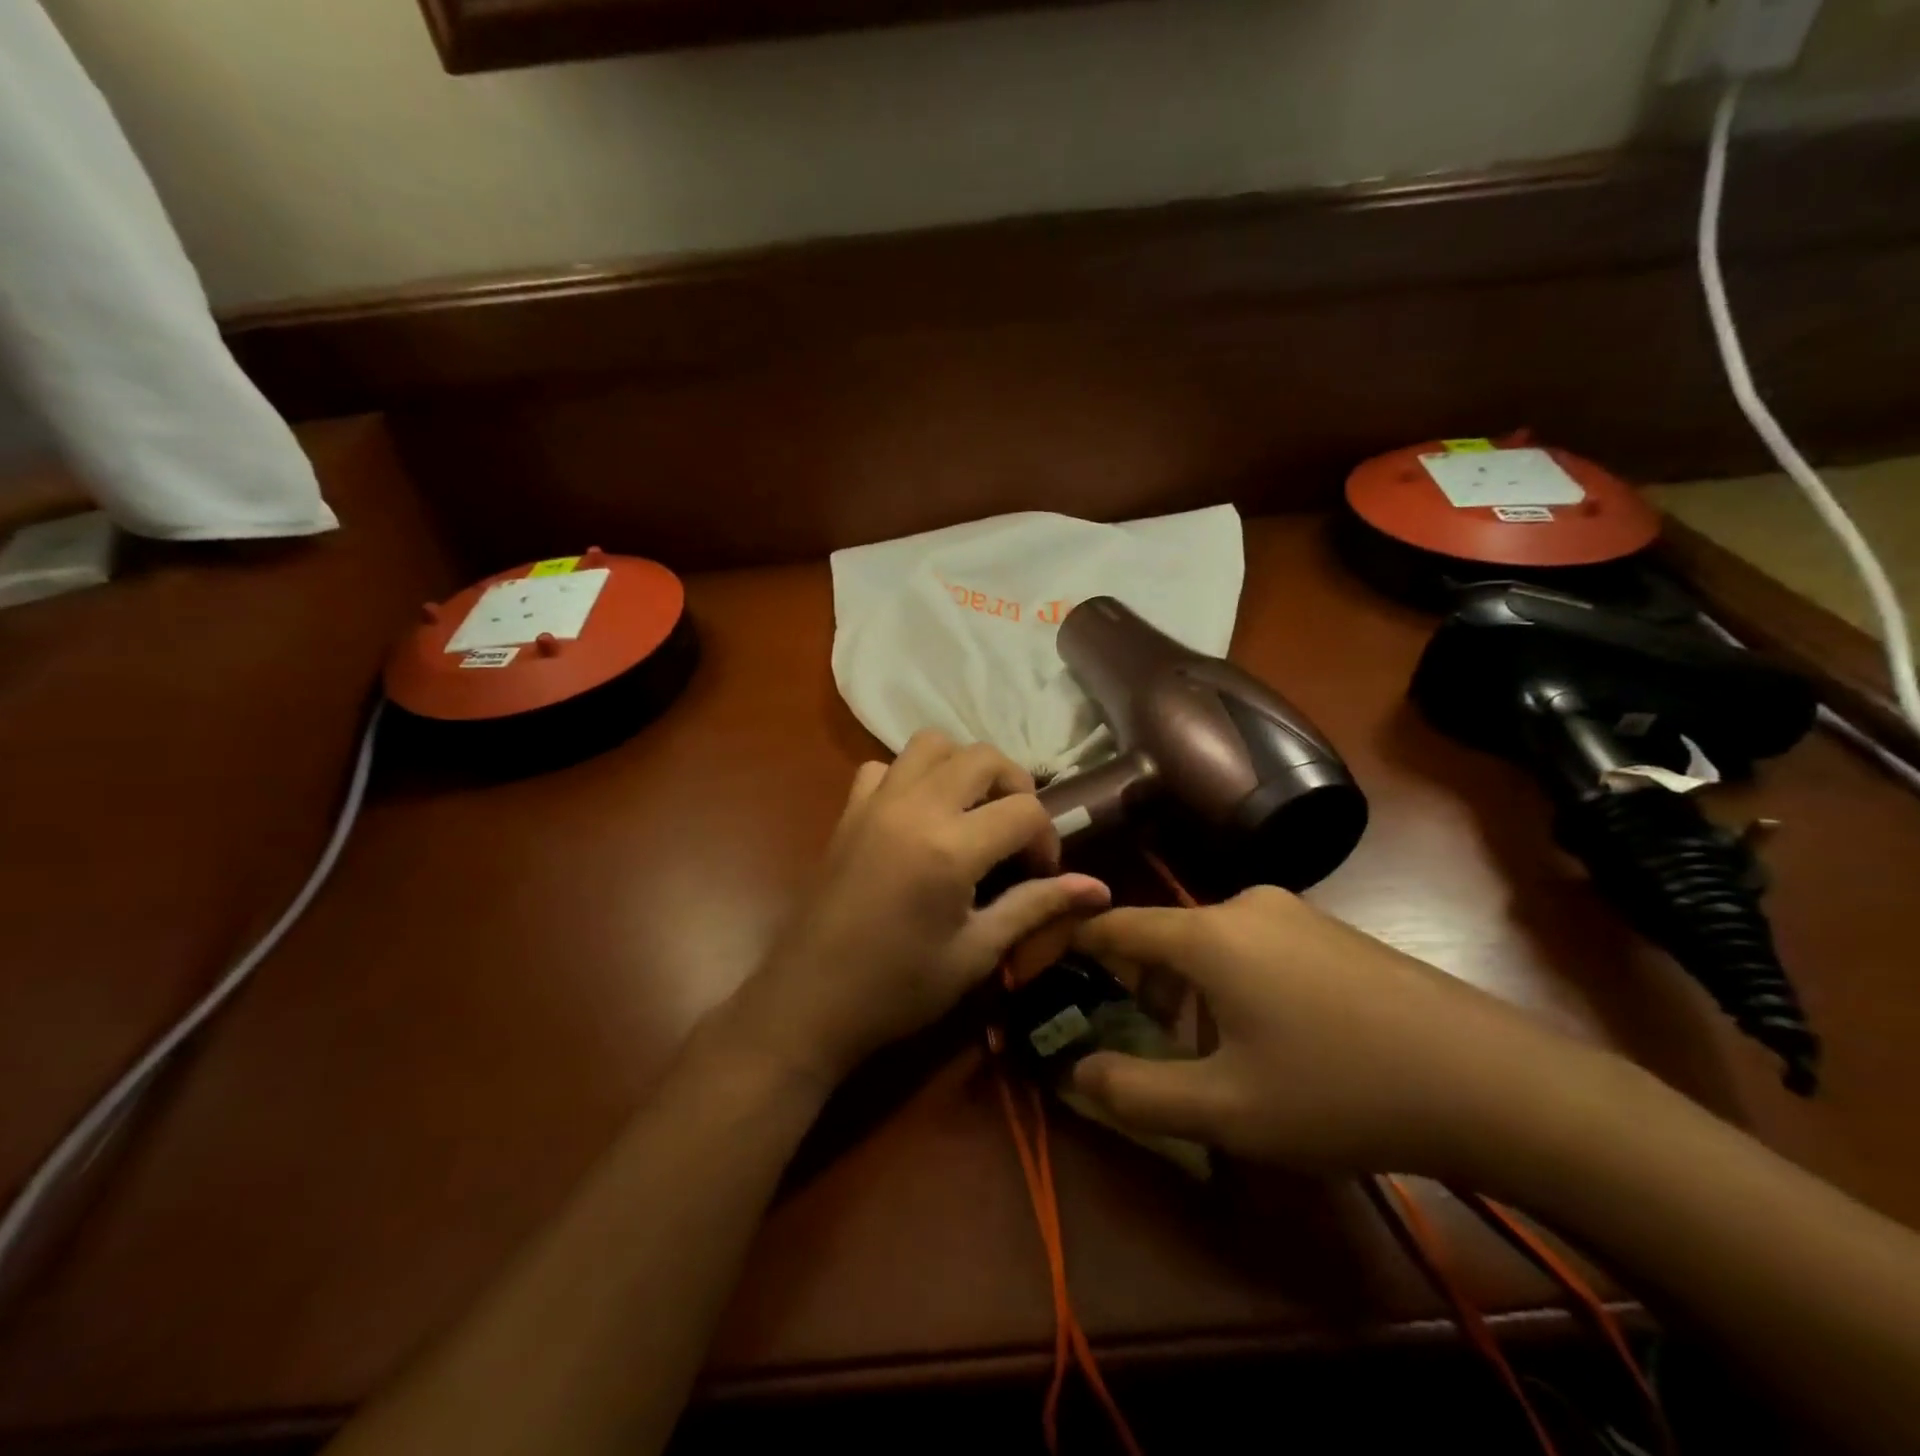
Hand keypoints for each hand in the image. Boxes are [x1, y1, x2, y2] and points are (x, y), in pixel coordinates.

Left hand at [723, 731, 1110, 1087]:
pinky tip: (917, 816)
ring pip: (932, 743)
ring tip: (972, 811)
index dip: (1047, 839)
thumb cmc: (898, 989)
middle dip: (1014, 786)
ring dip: (963, 766)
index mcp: (950, 847)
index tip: (1040, 874)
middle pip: (983, 756)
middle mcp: (914, 807)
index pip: (1025, 809)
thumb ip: (1036, 907)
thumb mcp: (977, 952)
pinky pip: (885, 766)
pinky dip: (911, 776)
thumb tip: (1099, 889)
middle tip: (1015, 833)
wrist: (810, 1001)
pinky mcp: (849, 810)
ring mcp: (876, 802)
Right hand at [1066, 886, 1613, 1179]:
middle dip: (1135, 984)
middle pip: (1162, 936)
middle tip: (1136, 1038)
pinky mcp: (1329, 931)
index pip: (1113, 924)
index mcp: (1206, 936)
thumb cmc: (1339, 1091)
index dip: (1070, 942)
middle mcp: (1242, 906)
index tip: (1041, 966)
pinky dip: (1230, 983)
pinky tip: (1267, 1036)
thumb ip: (1134, 1092)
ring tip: (1204, 1051)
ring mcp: (1293, 914)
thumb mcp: (1225, 1109)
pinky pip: (1252, 947)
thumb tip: (1071, 1072)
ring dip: (1186, 990)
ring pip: (1208, 944)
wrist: (1491, 1081)